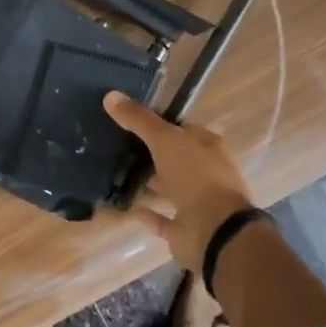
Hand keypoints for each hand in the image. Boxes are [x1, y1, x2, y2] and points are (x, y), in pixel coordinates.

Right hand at [102, 91, 255, 271]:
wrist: (214, 231)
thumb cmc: (196, 177)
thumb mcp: (165, 140)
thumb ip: (139, 120)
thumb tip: (110, 95)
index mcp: (208, 148)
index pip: (183, 130)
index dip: (161, 125)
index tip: (132, 122)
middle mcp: (206, 173)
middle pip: (177, 159)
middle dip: (154, 155)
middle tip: (121, 148)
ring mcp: (198, 203)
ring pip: (171, 188)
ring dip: (152, 184)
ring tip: (119, 176)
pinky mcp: (186, 229)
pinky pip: (163, 219)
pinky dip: (148, 214)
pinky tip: (127, 208)